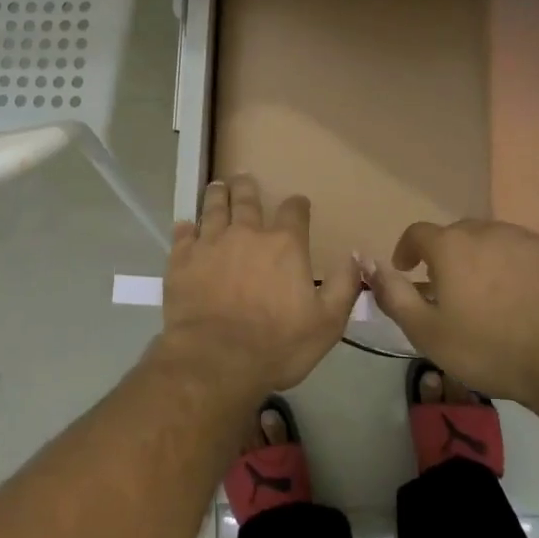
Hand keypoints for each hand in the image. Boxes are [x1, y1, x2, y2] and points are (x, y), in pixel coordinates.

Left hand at [159, 175, 358, 393]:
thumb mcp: (327, 323)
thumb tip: (357, 255)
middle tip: (243, 178)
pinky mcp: (182, 259)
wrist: (216, 359)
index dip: (297, 205)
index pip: (294, 212)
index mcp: (283, 245)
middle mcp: (246, 233)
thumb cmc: (277, 345)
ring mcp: (210, 243)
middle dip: (247, 187)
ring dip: (216, 195)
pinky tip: (185, 225)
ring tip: (217, 186)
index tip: (298, 203)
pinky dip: (185, 227)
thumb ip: (344, 286)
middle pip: (246, 199)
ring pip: (212, 208)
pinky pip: (183, 234)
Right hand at [363, 218, 538, 405]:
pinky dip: (523, 267)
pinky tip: (531, 297)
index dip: (408, 250)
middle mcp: (487, 230)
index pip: (417, 233)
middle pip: (459, 234)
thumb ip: (393, 294)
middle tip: (454, 289)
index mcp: (450, 246)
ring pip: (497, 241)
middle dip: (450, 255)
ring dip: (488, 259)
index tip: (409, 270)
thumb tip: (366, 262)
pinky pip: (532, 252)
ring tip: (495, 294)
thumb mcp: (426, 332)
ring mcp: (529, 238)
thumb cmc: (488, 349)